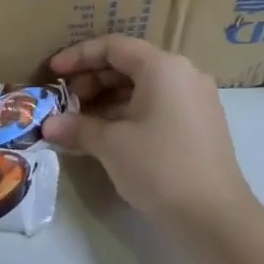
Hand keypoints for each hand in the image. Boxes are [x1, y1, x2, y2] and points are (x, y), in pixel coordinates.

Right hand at [42, 36, 256, 226]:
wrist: (214, 217)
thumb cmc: (159, 168)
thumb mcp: (110, 145)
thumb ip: (77, 127)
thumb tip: (49, 126)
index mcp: (163, 67)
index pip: (113, 47)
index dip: (78, 55)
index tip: (52, 72)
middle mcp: (183, 74)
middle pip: (129, 64)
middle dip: (91, 80)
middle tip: (65, 103)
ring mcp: (196, 99)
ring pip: (142, 87)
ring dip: (107, 100)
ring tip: (79, 123)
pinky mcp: (199, 124)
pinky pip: (157, 105)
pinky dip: (128, 113)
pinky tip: (106, 136)